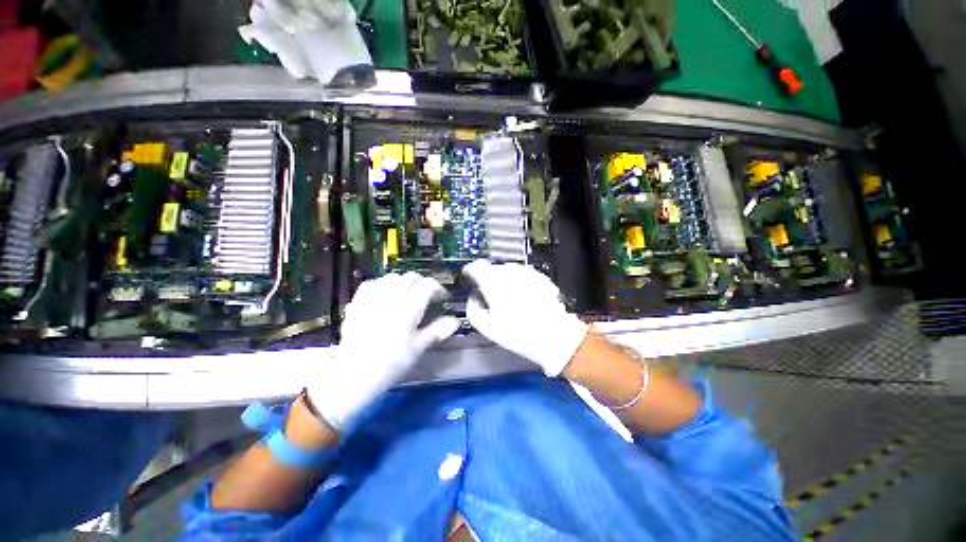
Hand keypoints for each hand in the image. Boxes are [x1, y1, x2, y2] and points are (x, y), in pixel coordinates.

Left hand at [307, 273, 459, 429]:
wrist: (353, 374)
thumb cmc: (391, 362)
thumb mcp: (419, 347)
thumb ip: (438, 330)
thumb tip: (455, 321)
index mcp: (409, 306)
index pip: (428, 285)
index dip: (439, 289)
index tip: (443, 300)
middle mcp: (391, 296)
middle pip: (411, 277)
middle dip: (423, 284)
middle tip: (427, 298)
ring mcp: (372, 297)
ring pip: (392, 277)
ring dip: (404, 283)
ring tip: (407, 295)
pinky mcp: (357, 303)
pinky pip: (372, 284)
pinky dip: (383, 285)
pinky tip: (384, 295)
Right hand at [462, 260, 588, 376]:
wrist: (554, 336)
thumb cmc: (517, 333)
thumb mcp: (486, 327)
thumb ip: (473, 307)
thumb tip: (473, 296)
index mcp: (493, 281)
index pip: (476, 266)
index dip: (470, 271)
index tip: (469, 277)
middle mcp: (509, 272)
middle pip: (492, 268)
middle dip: (488, 278)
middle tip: (490, 294)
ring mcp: (526, 272)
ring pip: (508, 270)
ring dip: (504, 279)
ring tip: (508, 297)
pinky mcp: (539, 276)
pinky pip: (523, 275)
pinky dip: (518, 282)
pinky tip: (523, 297)